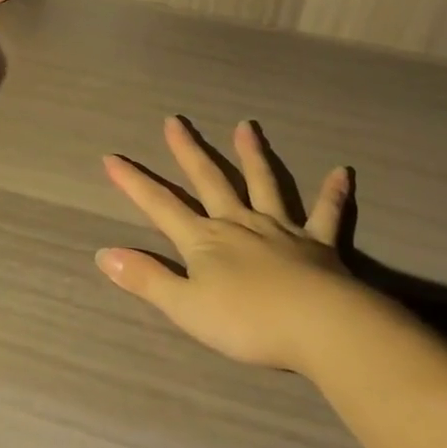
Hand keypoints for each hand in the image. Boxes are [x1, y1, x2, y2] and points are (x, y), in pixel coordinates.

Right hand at [96, 117, 354, 371]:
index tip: (112, 157)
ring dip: (253, 155)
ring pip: (263, 184)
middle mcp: (239, 223)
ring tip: (246, 126)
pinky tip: (342, 172)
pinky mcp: (319, 243)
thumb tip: (103, 254)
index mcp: (205, 240)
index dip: (134, 183)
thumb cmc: (247, 322)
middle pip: (209, 181)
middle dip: (188, 151)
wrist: (319, 326)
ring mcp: (280, 229)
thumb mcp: (185, 307)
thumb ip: (146, 279)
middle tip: (175, 121)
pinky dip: (333, 193)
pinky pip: (326, 213)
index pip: (161, 206)